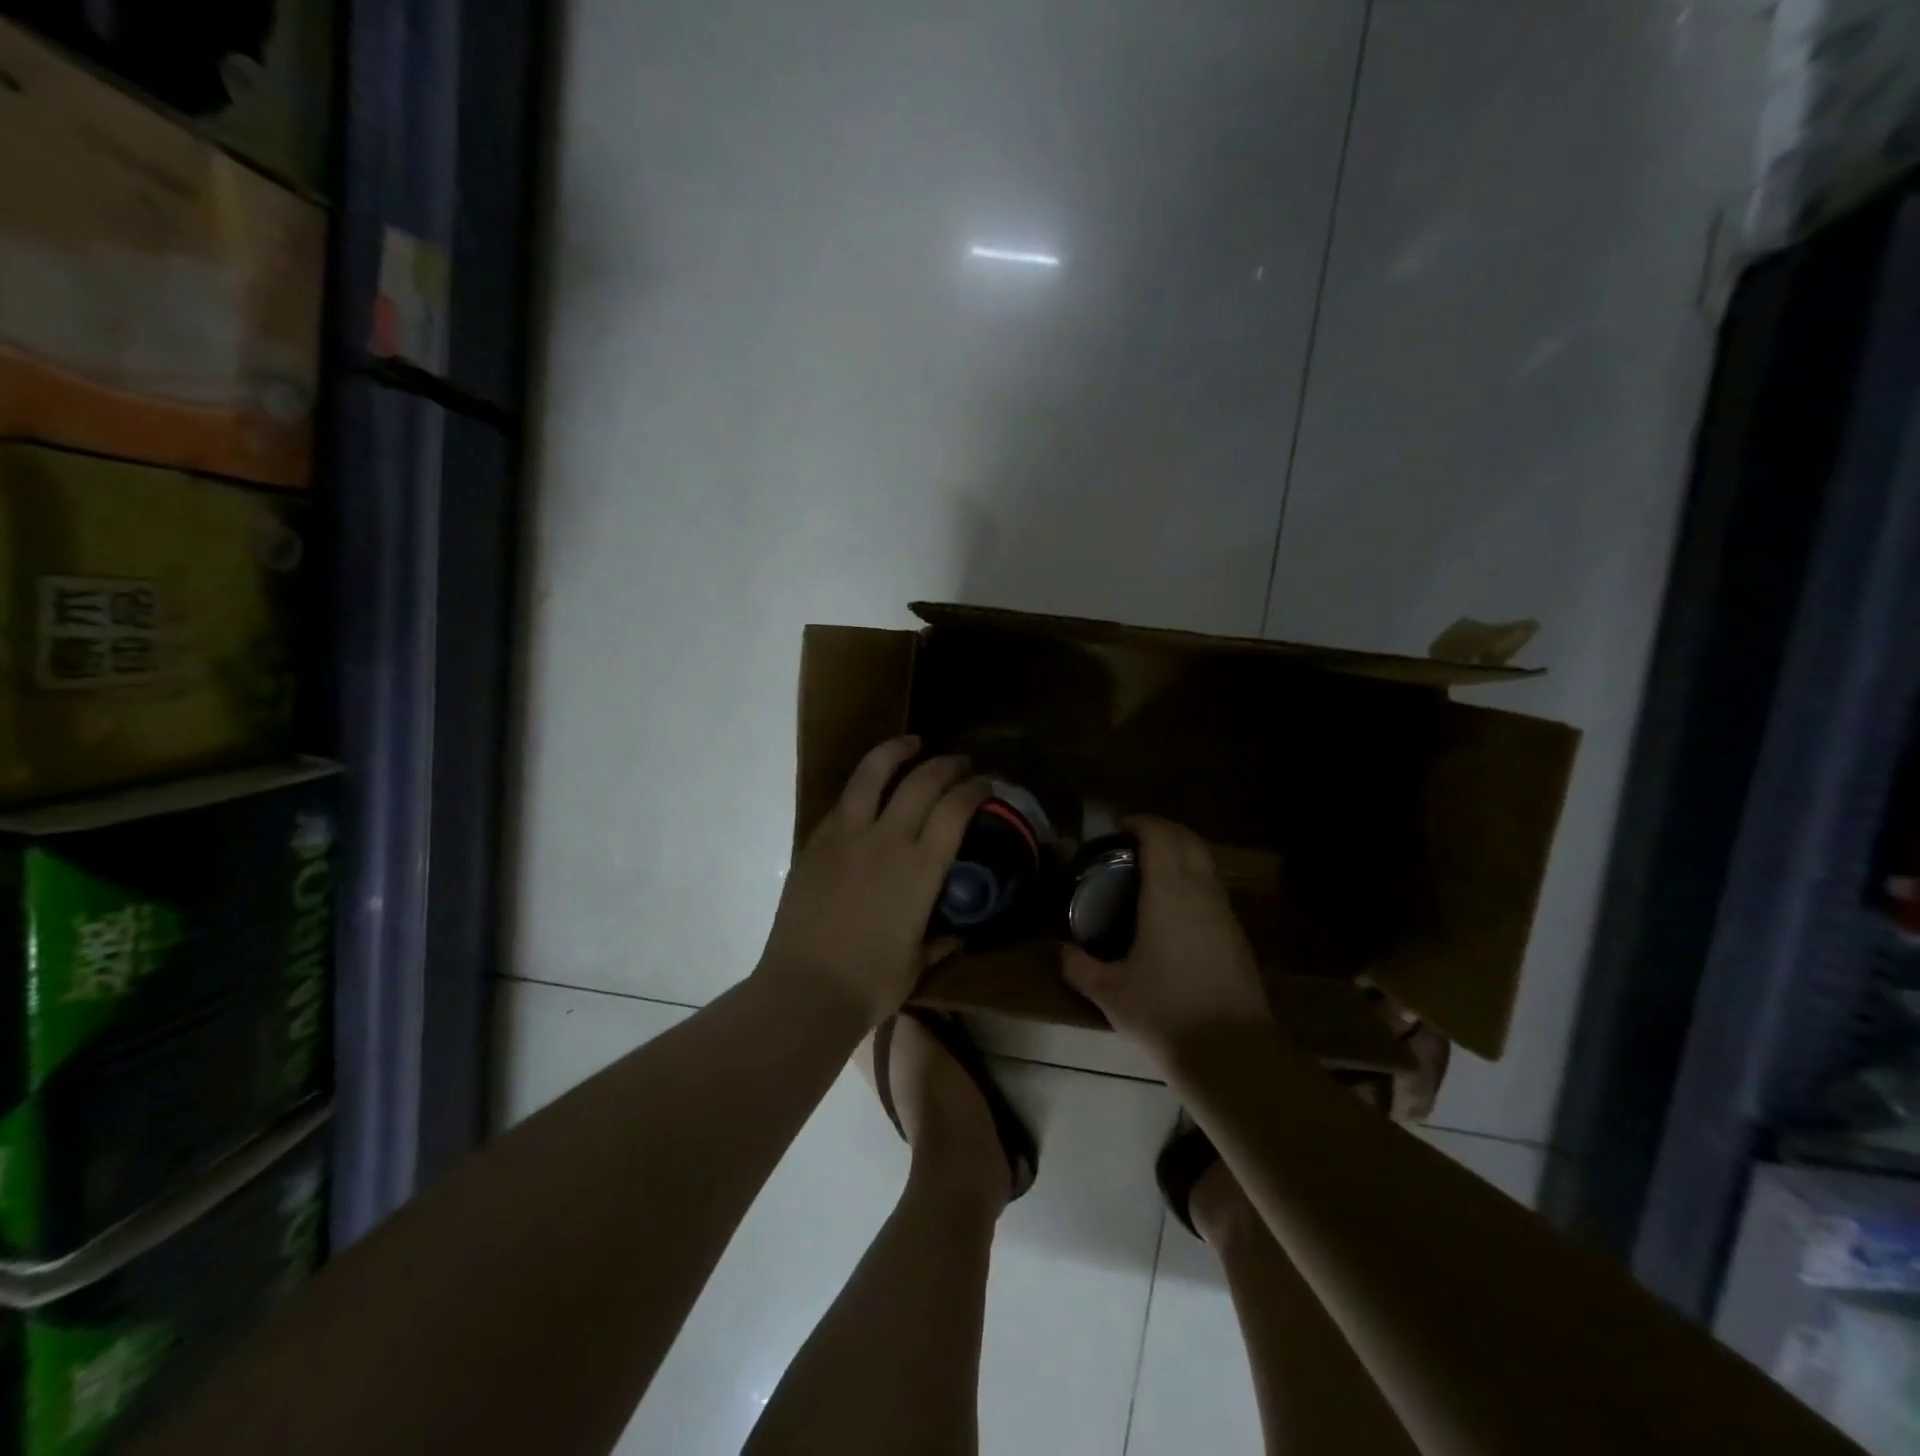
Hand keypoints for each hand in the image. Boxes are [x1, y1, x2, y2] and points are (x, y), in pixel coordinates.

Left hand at [759, 736, 987, 1027]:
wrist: (805, 990)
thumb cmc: (871, 983)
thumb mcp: (917, 962)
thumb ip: (941, 941)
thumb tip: (959, 934)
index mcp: (920, 867)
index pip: (955, 808)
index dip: (974, 789)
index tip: (984, 784)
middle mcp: (887, 839)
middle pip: (922, 780)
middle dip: (947, 764)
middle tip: (959, 763)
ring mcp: (846, 835)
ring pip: (873, 773)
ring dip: (897, 751)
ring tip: (912, 744)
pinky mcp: (816, 841)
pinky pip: (845, 800)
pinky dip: (865, 784)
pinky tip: (871, 788)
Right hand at [1061, 816, 1270, 1057]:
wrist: (1232, 1054)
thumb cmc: (1164, 1013)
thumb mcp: (1109, 992)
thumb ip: (1078, 965)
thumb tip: (1058, 950)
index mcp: (1169, 892)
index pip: (1160, 835)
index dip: (1140, 823)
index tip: (1117, 828)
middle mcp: (1201, 891)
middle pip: (1188, 839)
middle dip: (1162, 831)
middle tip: (1131, 843)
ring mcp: (1224, 912)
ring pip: (1205, 863)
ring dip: (1180, 854)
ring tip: (1149, 872)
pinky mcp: (1237, 935)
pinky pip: (1213, 889)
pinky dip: (1192, 880)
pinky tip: (1171, 909)